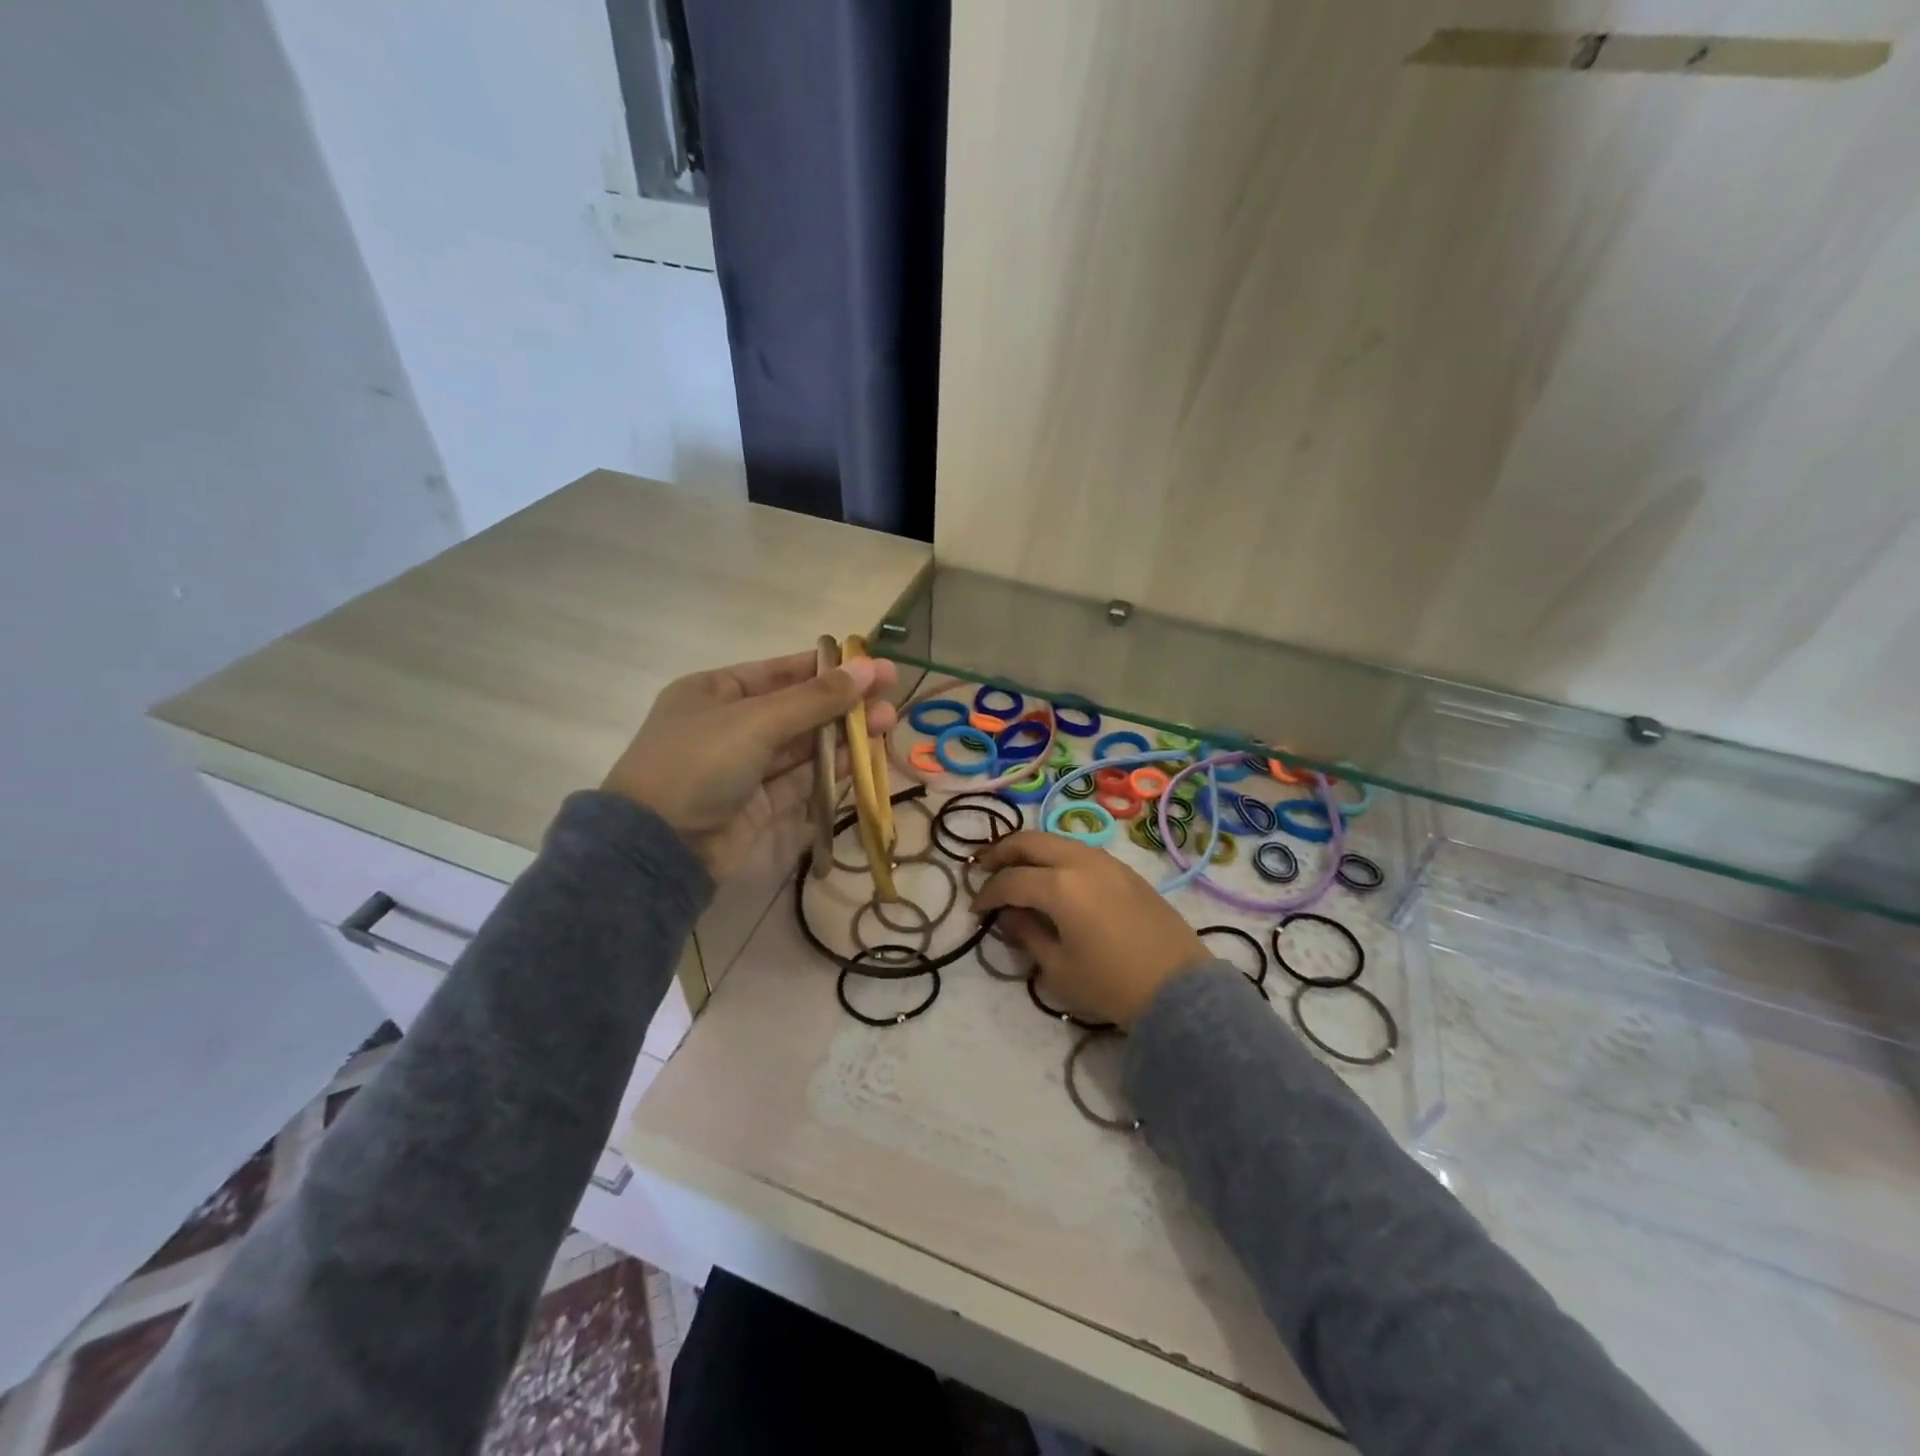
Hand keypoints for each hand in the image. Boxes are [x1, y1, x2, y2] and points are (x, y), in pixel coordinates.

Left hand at [602, 649, 897, 878]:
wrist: (658, 848)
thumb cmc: (699, 763)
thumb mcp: (757, 721)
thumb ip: (816, 698)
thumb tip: (870, 669)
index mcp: (714, 692)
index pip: (780, 672)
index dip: (827, 668)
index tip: (872, 666)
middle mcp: (729, 725)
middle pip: (797, 708)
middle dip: (842, 703)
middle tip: (891, 697)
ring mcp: (743, 767)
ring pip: (803, 746)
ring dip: (843, 735)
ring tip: (888, 724)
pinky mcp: (758, 804)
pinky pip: (800, 779)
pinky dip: (830, 769)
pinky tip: (863, 758)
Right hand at [972, 831, 1207, 1029]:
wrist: (1178, 990)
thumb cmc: (1111, 984)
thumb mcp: (1058, 967)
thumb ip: (1026, 934)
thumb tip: (1008, 915)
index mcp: (1060, 886)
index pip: (1010, 880)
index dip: (987, 894)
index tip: (975, 910)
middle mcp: (1081, 861)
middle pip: (1031, 841)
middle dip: (1002, 853)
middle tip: (984, 868)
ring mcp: (1107, 861)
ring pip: (1058, 840)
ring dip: (1031, 850)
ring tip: (1016, 868)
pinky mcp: (1126, 870)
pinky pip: (1081, 850)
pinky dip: (1057, 856)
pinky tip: (1053, 876)